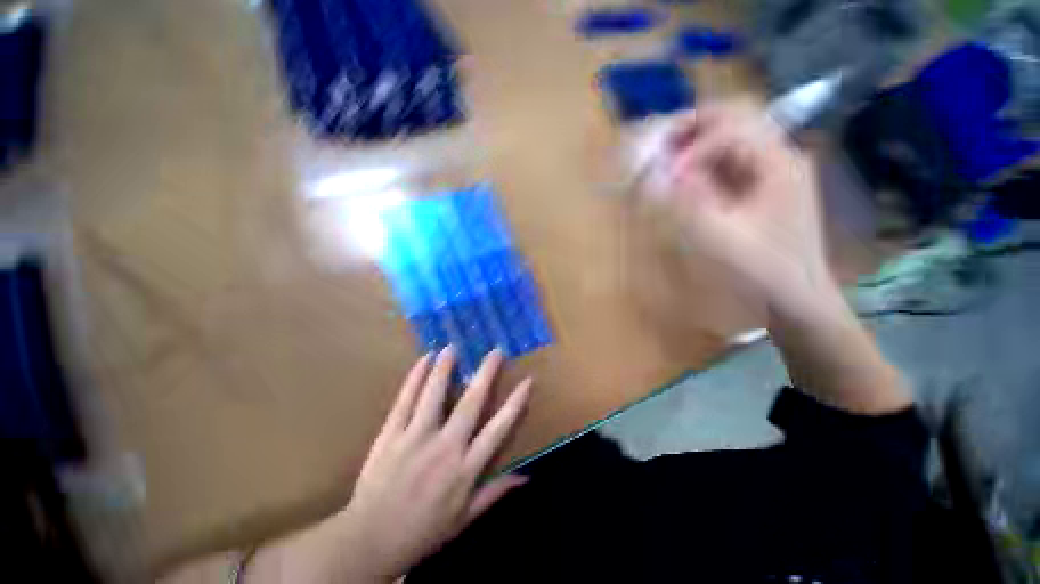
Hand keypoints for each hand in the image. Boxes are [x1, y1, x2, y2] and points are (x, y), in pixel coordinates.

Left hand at [336, 347, 531, 580]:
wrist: (369, 542)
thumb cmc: (423, 531)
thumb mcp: (465, 518)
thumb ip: (496, 493)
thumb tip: (527, 477)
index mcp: (465, 468)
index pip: (499, 429)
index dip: (515, 403)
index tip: (527, 381)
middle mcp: (445, 447)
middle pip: (470, 403)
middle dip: (486, 373)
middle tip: (495, 351)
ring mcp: (415, 438)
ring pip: (434, 394)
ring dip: (445, 367)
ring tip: (453, 347)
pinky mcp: (391, 434)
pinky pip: (405, 399)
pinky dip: (415, 377)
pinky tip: (424, 359)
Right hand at [642, 100, 834, 316]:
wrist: (797, 293)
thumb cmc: (762, 269)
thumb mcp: (722, 237)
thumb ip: (691, 201)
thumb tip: (665, 173)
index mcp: (778, 164)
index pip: (730, 129)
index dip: (691, 149)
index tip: (665, 178)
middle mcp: (780, 154)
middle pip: (735, 116)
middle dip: (692, 126)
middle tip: (659, 145)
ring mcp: (775, 166)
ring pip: (732, 132)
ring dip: (696, 140)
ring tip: (666, 158)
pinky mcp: (765, 181)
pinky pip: (731, 157)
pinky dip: (704, 160)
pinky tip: (686, 176)